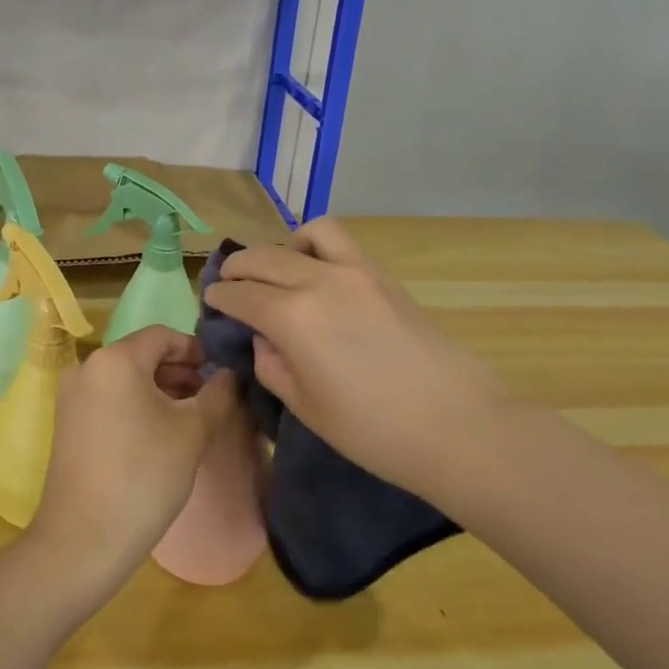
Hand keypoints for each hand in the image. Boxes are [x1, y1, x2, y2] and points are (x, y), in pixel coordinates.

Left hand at [25, 327, 240, 594]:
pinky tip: (161, 434)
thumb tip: (231, 375)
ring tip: (193, 417)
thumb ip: (218, 395)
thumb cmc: (144, 476)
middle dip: (180, 372)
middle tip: (213, 398)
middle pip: (143, 355)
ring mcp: (72, 396)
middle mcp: (88, 367)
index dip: (197, 350)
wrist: (84, 539)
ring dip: (161, 390)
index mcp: (115, 359)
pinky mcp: (68, 423)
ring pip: (126, 378)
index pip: (163, 336)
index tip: (222, 374)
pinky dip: (137, 405)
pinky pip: (110, 399)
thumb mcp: (192, 432)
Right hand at [203, 219, 509, 497]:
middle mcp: (317, 281)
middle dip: (238, 268)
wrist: (458, 426)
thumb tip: (264, 337)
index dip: (219, 296)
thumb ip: (272, 365)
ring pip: (301, 236)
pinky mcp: (381, 275)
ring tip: (274, 270)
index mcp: (292, 318)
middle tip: (229, 283)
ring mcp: (354, 272)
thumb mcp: (306, 407)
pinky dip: (314, 244)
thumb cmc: (374, 431)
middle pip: (263, 258)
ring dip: (277, 249)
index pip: (240, 295)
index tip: (210, 300)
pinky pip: (338, 241)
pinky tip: (314, 268)